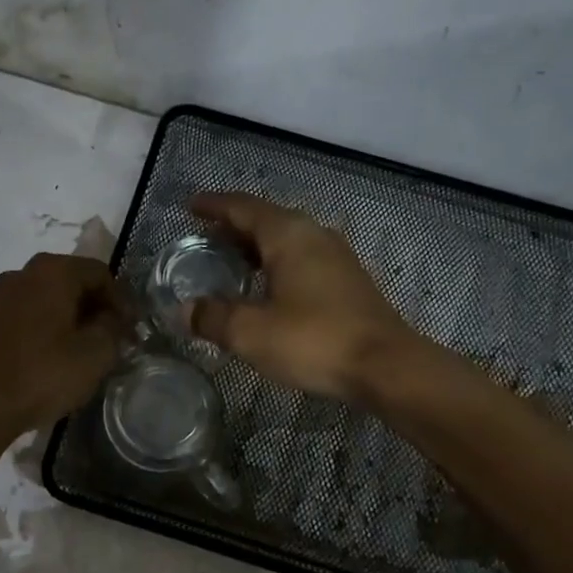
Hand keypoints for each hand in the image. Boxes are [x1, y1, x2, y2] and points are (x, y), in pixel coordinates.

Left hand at [0, 253, 127, 446]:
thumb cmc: (43, 374)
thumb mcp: (95, 354)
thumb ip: (113, 328)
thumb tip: (114, 320)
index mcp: (53, 271)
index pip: (101, 273)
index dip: (122, 301)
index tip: (132, 331)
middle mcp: (23, 273)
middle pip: (73, 283)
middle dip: (97, 309)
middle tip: (114, 340)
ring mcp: (1, 297)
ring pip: (50, 300)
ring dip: (73, 320)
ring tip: (88, 352)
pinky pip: (30, 316)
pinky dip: (49, 329)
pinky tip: (57, 358)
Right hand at [188, 193, 415, 401]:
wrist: (386, 366)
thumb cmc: (314, 340)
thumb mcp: (251, 332)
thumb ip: (213, 317)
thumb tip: (186, 310)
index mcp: (288, 235)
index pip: (243, 208)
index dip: (214, 206)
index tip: (190, 206)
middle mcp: (313, 235)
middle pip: (266, 220)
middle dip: (233, 227)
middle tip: (203, 240)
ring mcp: (335, 258)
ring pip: (286, 241)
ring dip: (255, 248)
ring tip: (229, 264)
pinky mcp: (347, 282)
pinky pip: (301, 260)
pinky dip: (276, 265)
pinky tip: (265, 290)